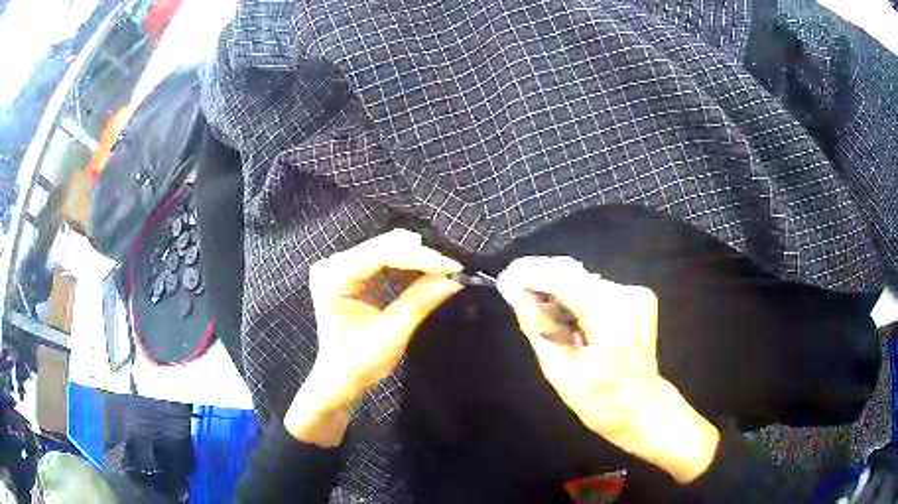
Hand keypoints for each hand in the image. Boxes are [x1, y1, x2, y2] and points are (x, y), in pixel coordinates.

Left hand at [285, 229, 462, 446]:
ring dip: (416, 261)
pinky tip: (424, 277)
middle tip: (452, 270)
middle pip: (383, 247)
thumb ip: (418, 302)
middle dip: (420, 257)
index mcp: (334, 277)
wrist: (339, 378)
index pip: (381, 254)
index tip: (452, 267)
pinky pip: (384, 260)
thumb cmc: (358, 363)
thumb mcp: (391, 334)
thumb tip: (452, 280)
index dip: (419, 257)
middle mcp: (333, 264)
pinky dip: (407, 268)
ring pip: (387, 250)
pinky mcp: (351, 273)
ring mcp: (341, 266)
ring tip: (442, 274)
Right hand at [496, 256, 718, 483]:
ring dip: (560, 291)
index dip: (531, 273)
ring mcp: (636, 294)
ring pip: (585, 279)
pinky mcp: (639, 297)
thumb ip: (537, 327)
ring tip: (542, 313)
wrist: (642, 407)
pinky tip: (569, 319)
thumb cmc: (600, 399)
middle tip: (518, 296)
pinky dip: (578, 298)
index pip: (563, 277)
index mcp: (609, 316)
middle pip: (574, 274)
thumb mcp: (560, 370)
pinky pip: (598, 288)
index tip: (506, 278)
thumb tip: (514, 292)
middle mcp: (627, 295)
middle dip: (543, 281)